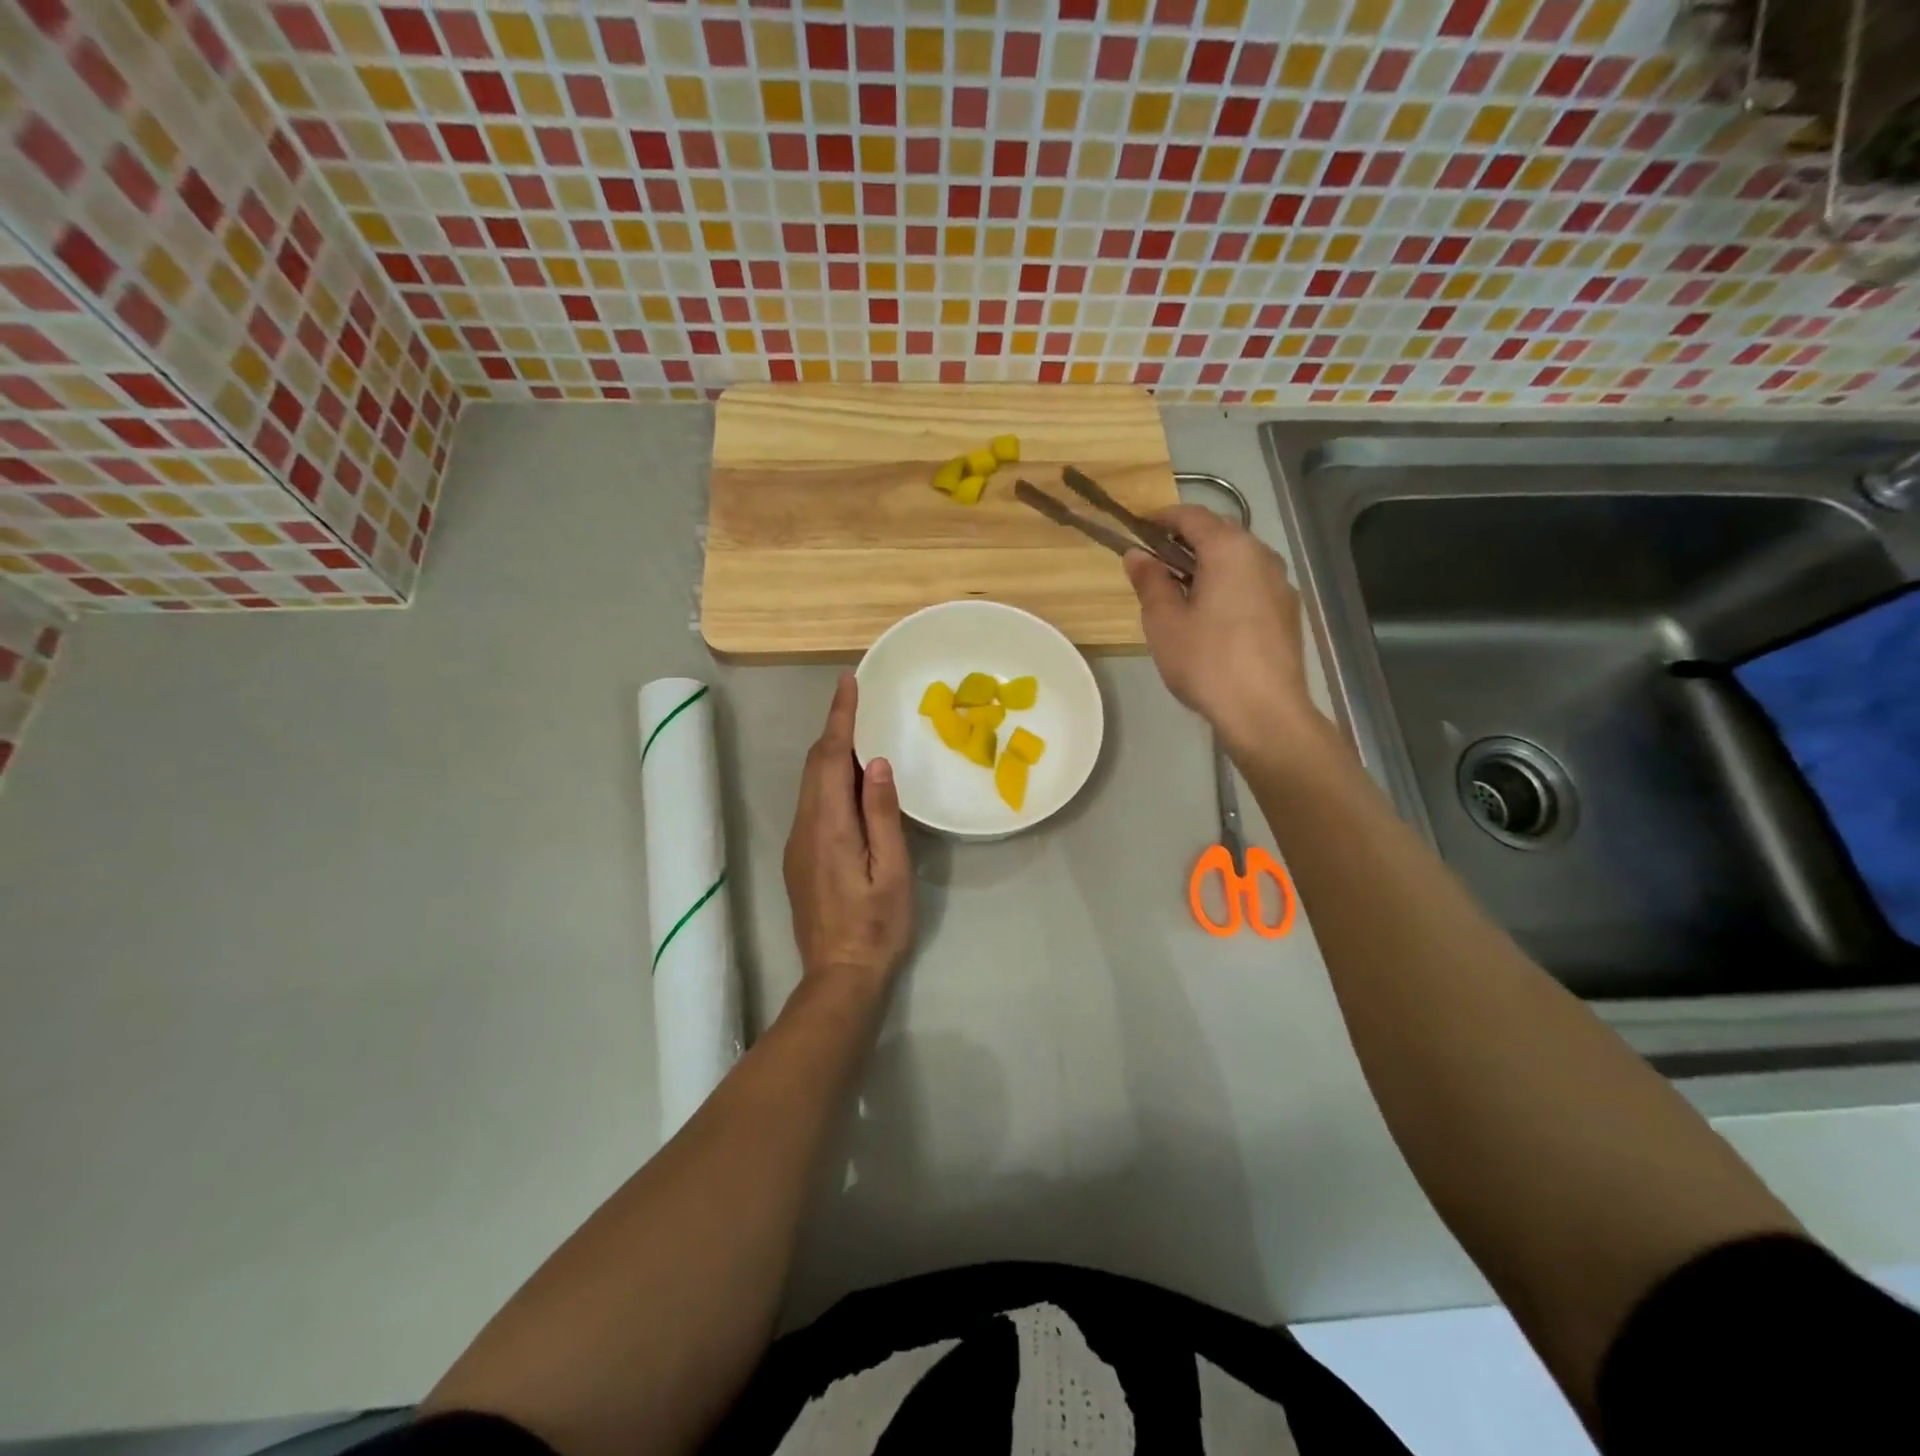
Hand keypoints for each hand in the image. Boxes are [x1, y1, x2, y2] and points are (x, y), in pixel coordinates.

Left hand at [783, 673, 913, 1001]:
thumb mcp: (892, 871)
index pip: (831, 757)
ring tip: (860, 734)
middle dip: (834, 728)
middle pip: (815, 765)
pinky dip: (830, 779)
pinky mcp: (800, 857)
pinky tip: (852, 784)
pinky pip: (813, 802)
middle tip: (858, 701)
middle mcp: (805, 826)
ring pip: (811, 783)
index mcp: (829, 825)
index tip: (848, 682)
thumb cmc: (876, 926)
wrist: (839, 976)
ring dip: (832, 753)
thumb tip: (878, 763)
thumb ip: (882, 815)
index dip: (839, 717)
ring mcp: (798, 843)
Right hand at [1125, 506, 1318, 754]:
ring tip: (1180, 592)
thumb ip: (1150, 581)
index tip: (1139, 528)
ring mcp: (1280, 584)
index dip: (1163, 517)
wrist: (1264, 711)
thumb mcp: (1164, 622)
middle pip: (1220, 533)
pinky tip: (1211, 616)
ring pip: (1239, 559)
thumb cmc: (1206, 661)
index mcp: (1230, 550)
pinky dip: (1228, 585)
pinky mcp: (1287, 611)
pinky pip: (1252, 583)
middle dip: (1186, 541)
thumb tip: (1136, 554)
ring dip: (1208, 564)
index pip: (1193, 516)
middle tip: (1155, 563)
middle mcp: (1262, 556)